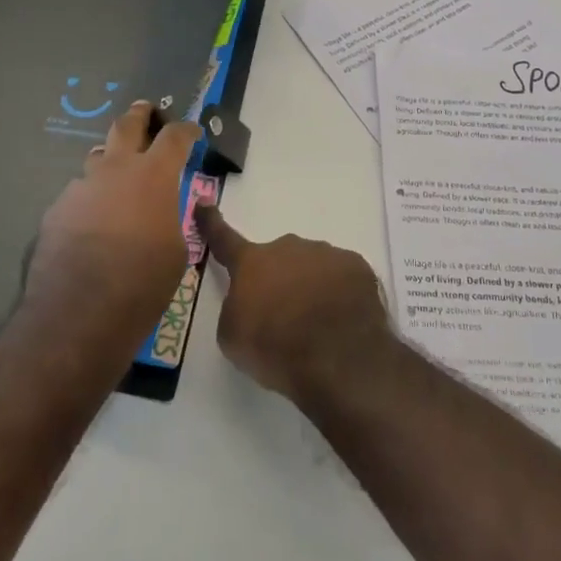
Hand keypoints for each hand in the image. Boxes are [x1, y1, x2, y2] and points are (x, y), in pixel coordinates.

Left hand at [25, 102, 200, 350]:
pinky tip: (92, 225)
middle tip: (145, 110)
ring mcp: (81, 186)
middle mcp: (115, 170)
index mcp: (153, 175)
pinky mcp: (57, 209)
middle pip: (126, 125)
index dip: (186, 130)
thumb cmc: (143, 282)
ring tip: (118, 177)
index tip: (192, 130)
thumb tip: (160, 212)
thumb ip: (170, 218)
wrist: (79, 311)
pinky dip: (91, 200)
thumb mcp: (176, 250)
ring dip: (111, 161)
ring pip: (98, 159)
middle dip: (139, 115)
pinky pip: (79, 195)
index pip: (174, 137)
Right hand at [195, 206, 389, 403]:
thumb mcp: (233, 337)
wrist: (338, 358)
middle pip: (277, 260)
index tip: (203, 202)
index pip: (224, 238)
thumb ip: (236, 308)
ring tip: (317, 325)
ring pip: (311, 266)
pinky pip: (341, 277)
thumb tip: (250, 302)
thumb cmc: (275, 347)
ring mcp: (326, 253)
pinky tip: (342, 320)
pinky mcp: (357, 266)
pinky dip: (339, 294)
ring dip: (310, 287)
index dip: (211, 222)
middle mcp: (288, 247)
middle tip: (284, 317)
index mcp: (252, 262)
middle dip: (278, 281)